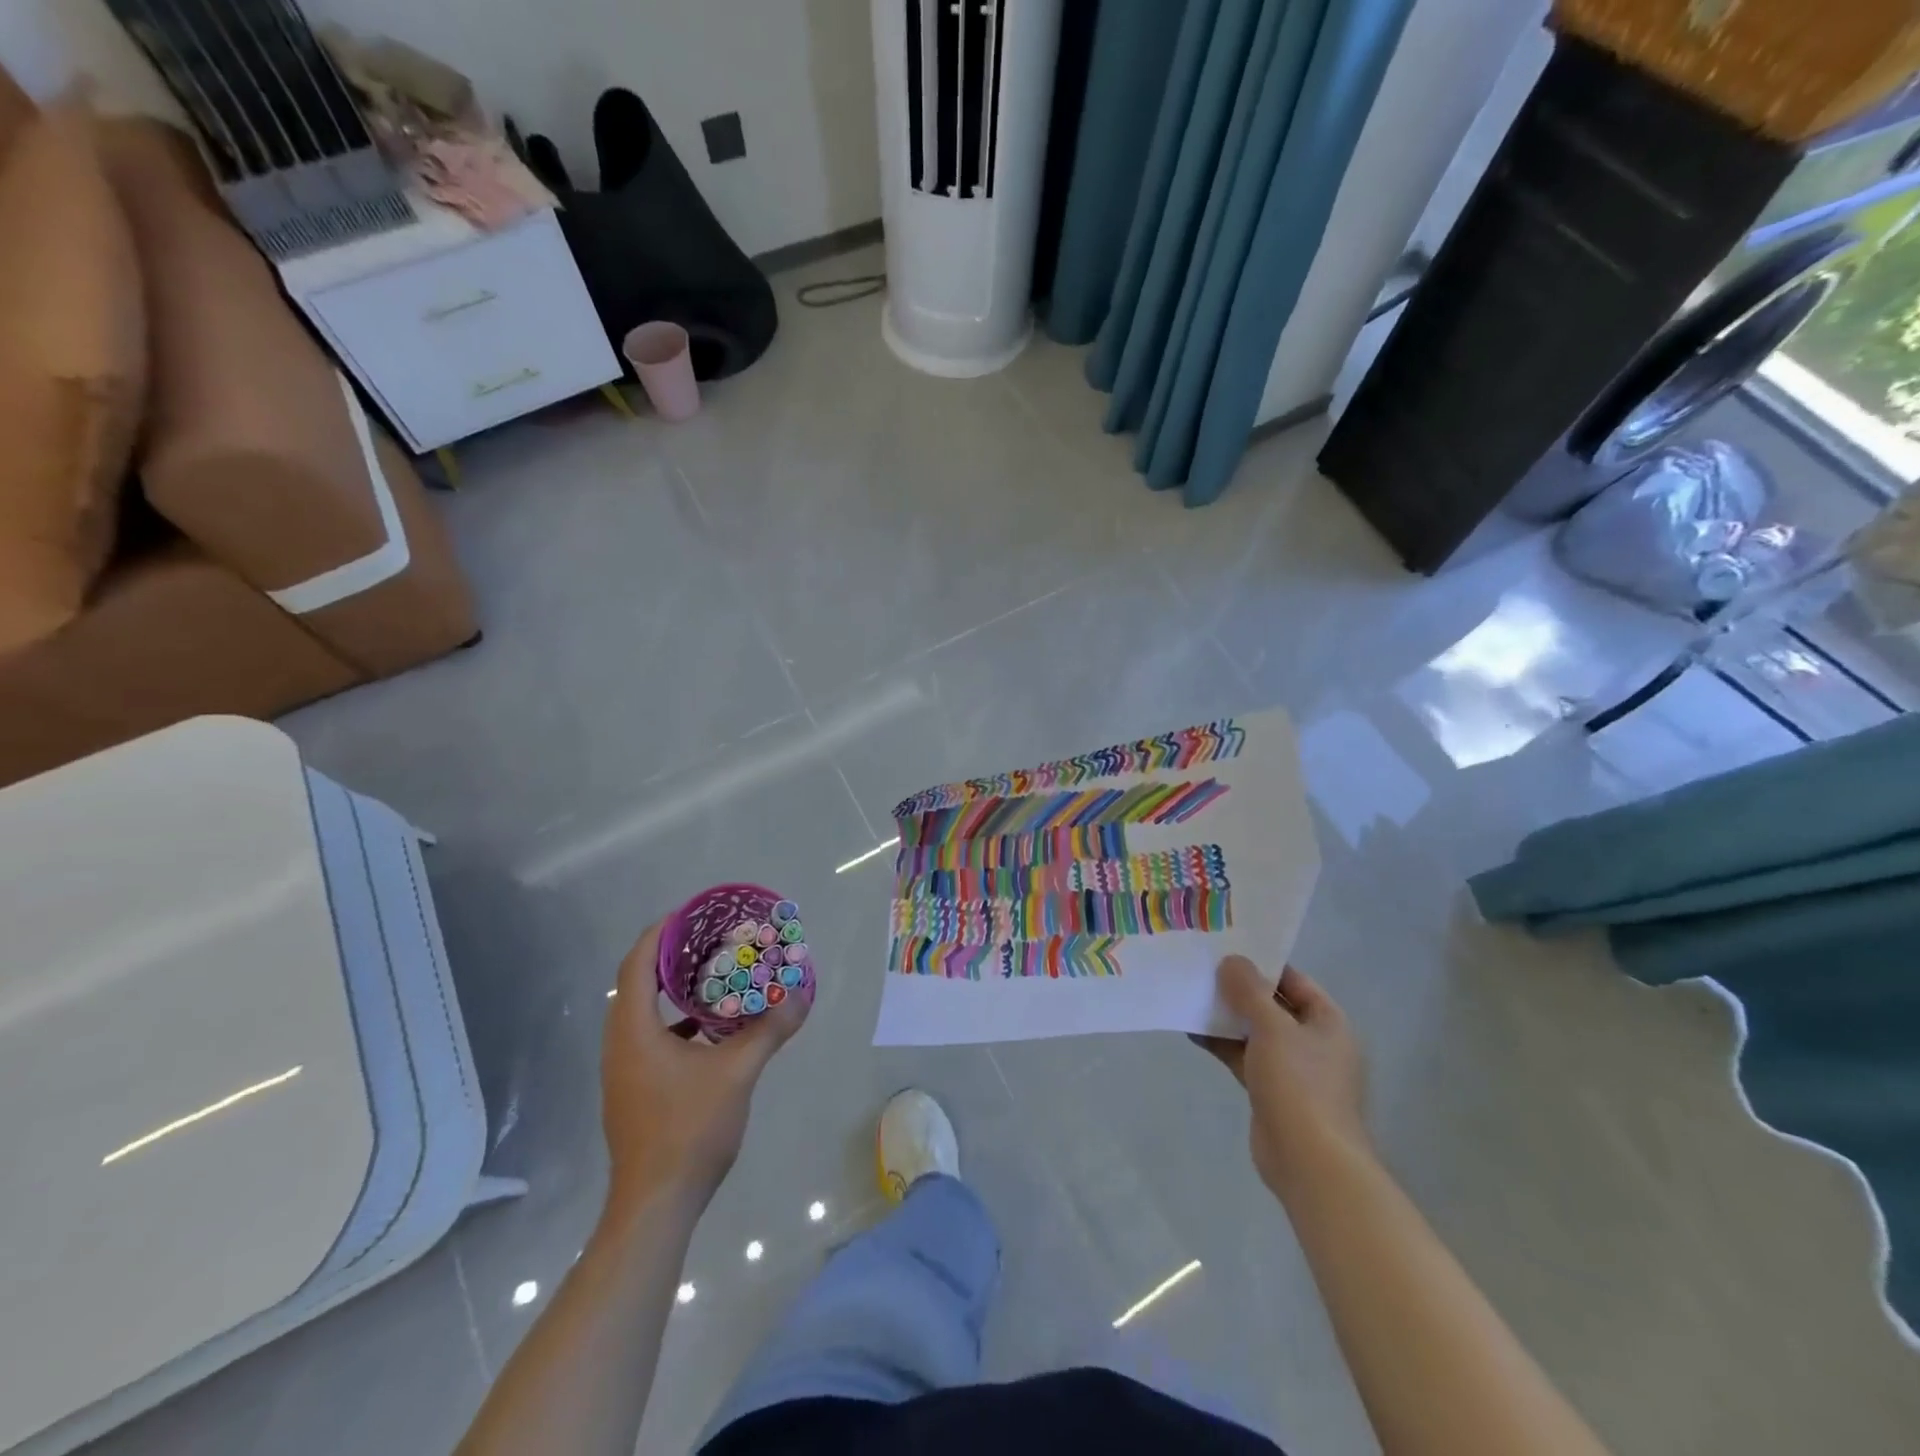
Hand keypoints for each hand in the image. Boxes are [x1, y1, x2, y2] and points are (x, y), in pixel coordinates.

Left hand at [600, 922, 807, 1213]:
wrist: (655, 1206)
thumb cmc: (689, 1130)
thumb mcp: (738, 1073)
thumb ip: (769, 1030)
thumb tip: (801, 994)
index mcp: (634, 1031)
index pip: (637, 964)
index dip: (661, 932)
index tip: (692, 913)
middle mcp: (621, 1044)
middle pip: (639, 983)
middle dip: (673, 955)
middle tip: (712, 938)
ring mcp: (624, 1070)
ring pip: (645, 1012)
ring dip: (675, 988)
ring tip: (715, 973)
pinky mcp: (635, 1090)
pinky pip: (652, 1036)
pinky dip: (678, 1019)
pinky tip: (712, 1027)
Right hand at [1193, 957, 1368, 1200]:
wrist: (1309, 1162)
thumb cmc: (1299, 1085)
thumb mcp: (1272, 1028)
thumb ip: (1249, 992)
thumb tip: (1231, 960)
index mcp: (1328, 1022)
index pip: (1293, 980)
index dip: (1261, 963)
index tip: (1226, 948)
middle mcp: (1313, 1041)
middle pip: (1272, 1004)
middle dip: (1238, 989)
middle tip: (1201, 968)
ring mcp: (1293, 1069)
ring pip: (1255, 1031)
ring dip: (1226, 1016)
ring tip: (1190, 995)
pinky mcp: (1271, 1091)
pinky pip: (1244, 1056)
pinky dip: (1223, 1043)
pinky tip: (1192, 1031)